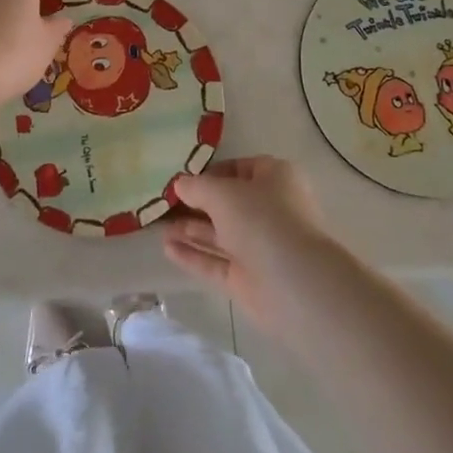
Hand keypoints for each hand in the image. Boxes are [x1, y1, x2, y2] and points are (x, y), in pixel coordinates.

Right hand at [163, 156, 338, 337]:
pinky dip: (194, 255)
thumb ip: (197, 187)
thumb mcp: (222, 193)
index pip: (241, 168)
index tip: (184, 179)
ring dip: (191, 230)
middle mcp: (271, 210)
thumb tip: (180, 184)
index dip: (212, 172)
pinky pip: (217, 262)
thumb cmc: (262, 220)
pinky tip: (167, 249)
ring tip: (158, 226)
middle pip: (229, 204)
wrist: (295, 284)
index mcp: (275, 179)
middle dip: (197, 204)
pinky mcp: (250, 279)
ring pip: (221, 235)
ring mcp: (261, 247)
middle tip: (164, 204)